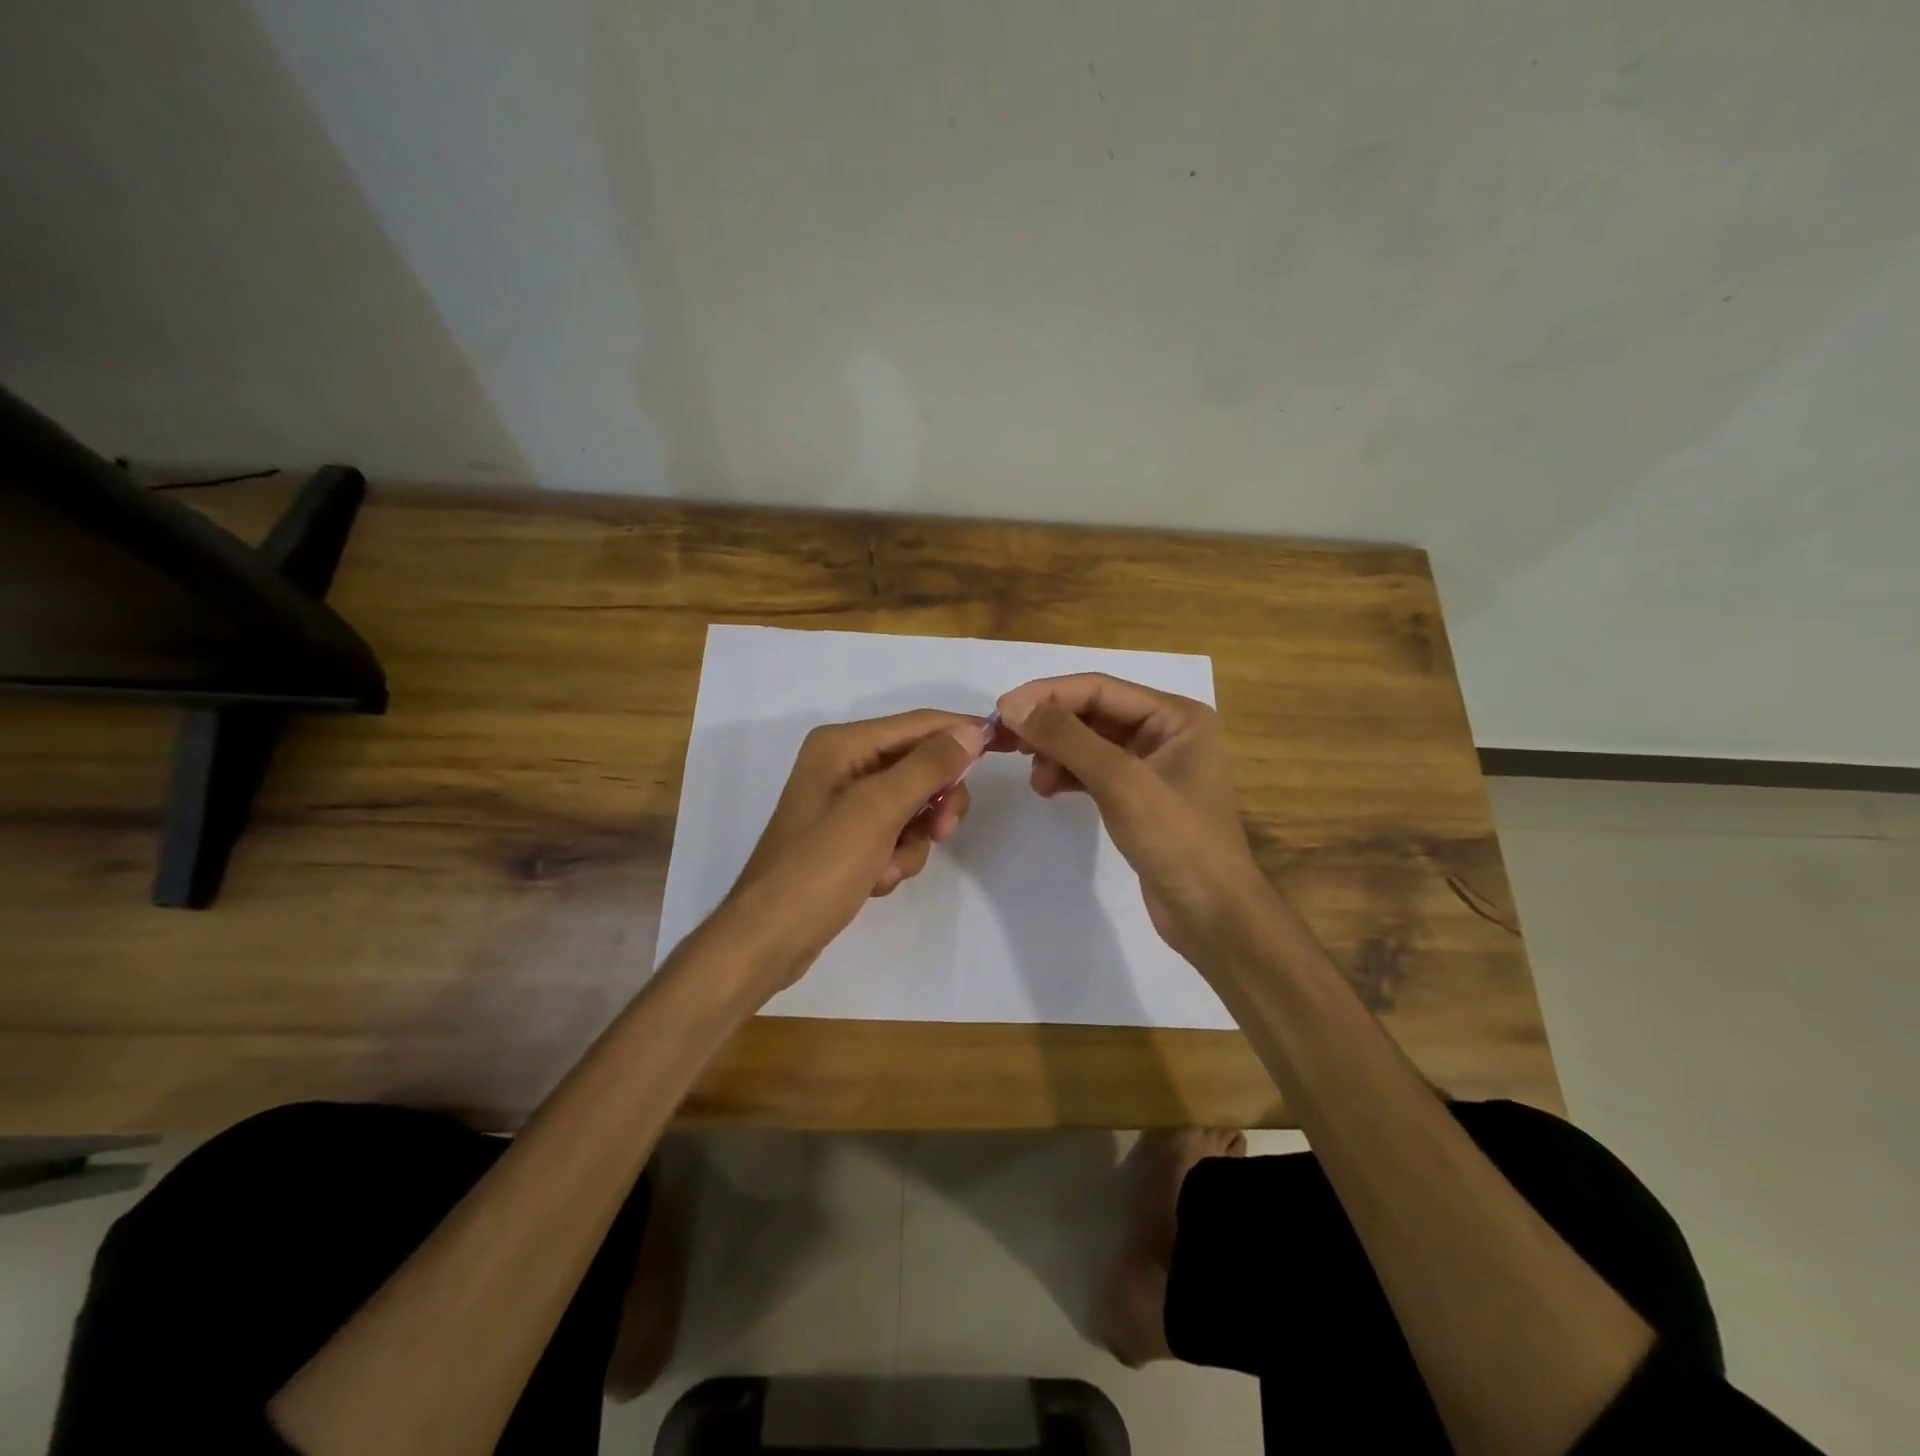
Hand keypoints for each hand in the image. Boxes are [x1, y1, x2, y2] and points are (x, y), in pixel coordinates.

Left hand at [722, 710, 984, 986]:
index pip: (918, 725)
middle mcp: (844, 765)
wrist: (769, 938)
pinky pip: (895, 835)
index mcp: (842, 745)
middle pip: (919, 766)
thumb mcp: (878, 810)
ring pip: (913, 806)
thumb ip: (928, 767)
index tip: (1006, 745)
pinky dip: (895, 858)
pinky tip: (875, 880)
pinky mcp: (849, 838)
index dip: (962, 732)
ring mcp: (845, 804)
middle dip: (934, 801)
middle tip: (943, 830)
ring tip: (888, 868)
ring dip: (912, 840)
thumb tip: (972, 732)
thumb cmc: (820, 866)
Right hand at [995, 674, 1270, 964]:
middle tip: (1004, 743)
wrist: (1212, 916)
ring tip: (1034, 779)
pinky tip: (1047, 788)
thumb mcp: (1120, 782)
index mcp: (1176, 715)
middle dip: (1049, 726)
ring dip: (1056, 752)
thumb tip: (1013, 705)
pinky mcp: (1138, 796)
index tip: (1000, 711)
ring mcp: (1152, 764)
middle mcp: (1166, 730)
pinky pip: (1094, 770)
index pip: (1099, 688)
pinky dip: (1068, 774)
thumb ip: (1067, 738)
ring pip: (1089, 742)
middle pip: (1092, 713)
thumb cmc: (1177, 841)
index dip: (1048, 695)